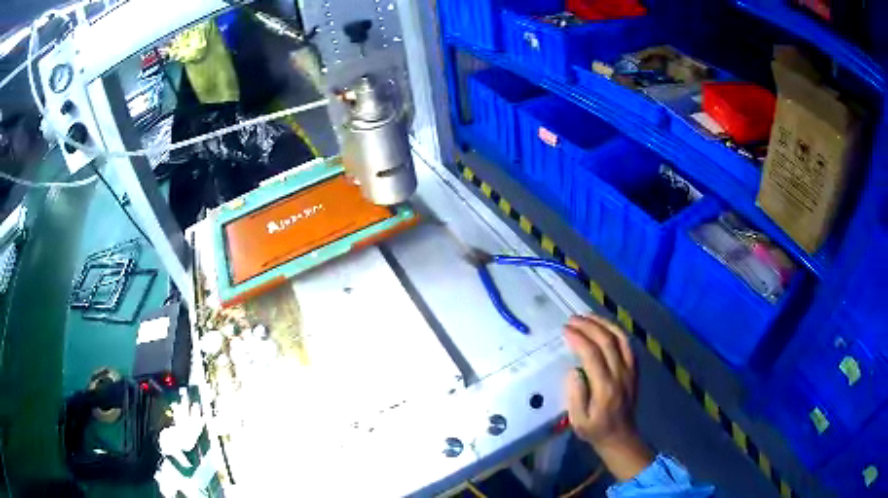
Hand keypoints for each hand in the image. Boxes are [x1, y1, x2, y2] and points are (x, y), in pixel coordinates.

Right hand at [564, 314, 652, 480]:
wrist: (621, 437)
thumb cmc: (595, 430)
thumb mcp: (578, 421)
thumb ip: (575, 396)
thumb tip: (574, 371)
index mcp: (605, 388)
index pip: (593, 354)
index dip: (579, 338)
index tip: (565, 330)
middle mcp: (620, 374)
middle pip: (607, 341)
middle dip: (589, 326)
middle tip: (572, 319)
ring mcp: (630, 370)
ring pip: (621, 338)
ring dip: (604, 323)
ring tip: (587, 316)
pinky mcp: (634, 370)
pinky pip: (628, 344)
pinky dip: (616, 331)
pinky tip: (605, 327)